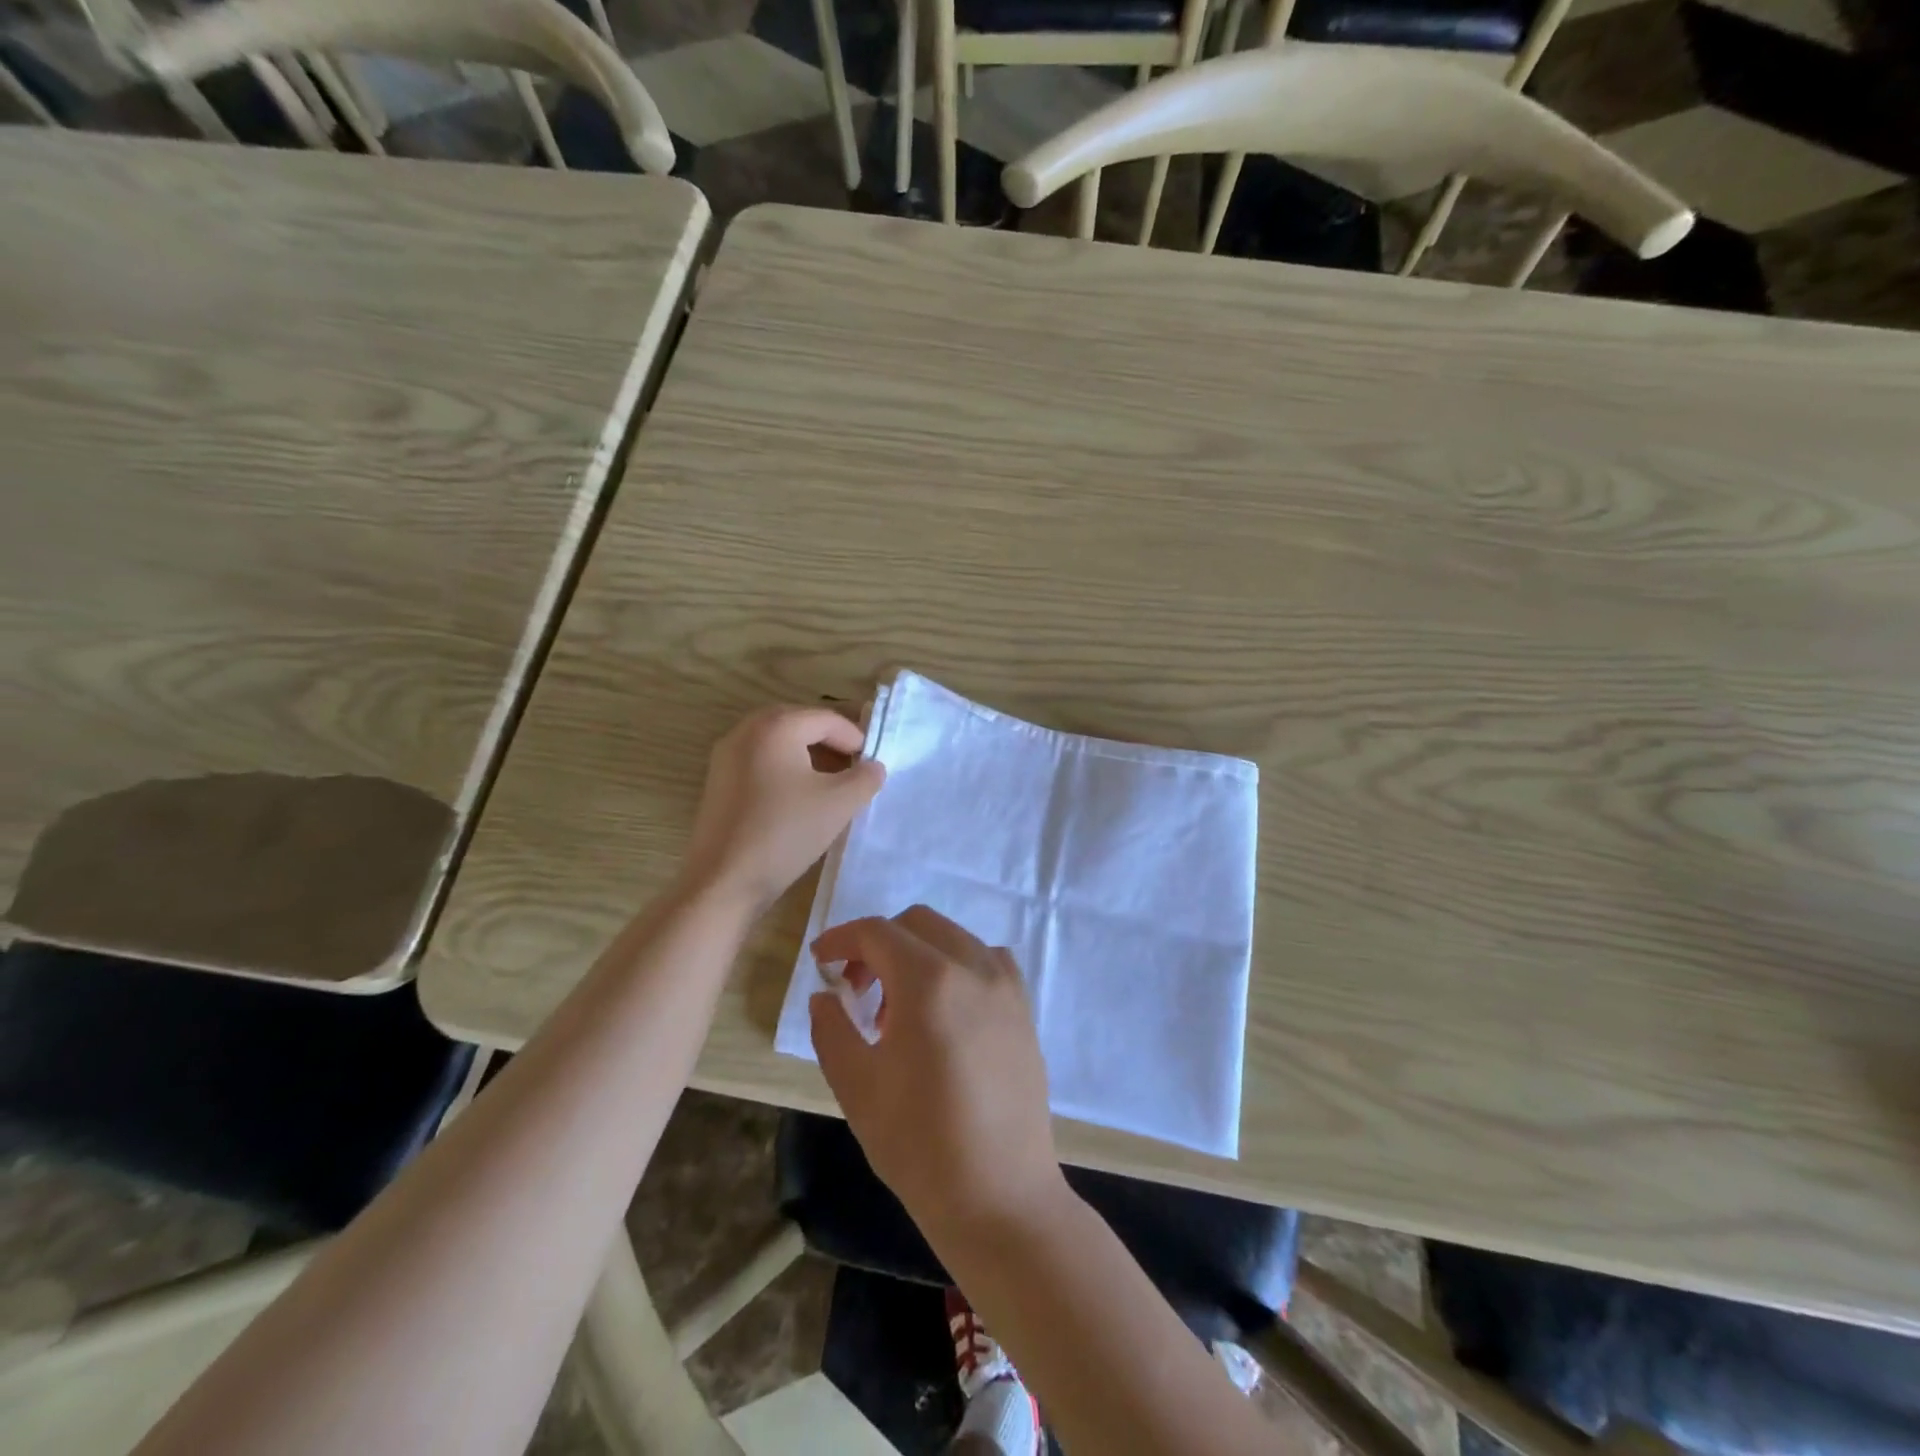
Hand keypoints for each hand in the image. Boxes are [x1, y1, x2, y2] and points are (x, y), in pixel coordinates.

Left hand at [684, 706, 884, 910]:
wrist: (724, 881)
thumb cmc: (785, 833)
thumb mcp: (839, 804)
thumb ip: (865, 778)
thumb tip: (873, 767)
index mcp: (775, 727)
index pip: (826, 719)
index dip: (855, 738)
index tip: (872, 763)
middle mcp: (746, 731)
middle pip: (799, 724)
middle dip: (830, 743)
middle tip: (854, 768)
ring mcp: (726, 756)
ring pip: (778, 743)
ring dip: (808, 757)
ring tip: (831, 784)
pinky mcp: (718, 781)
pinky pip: (760, 761)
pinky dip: (785, 769)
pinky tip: (799, 798)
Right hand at [809, 907, 1067, 1241]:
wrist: (1000, 1196)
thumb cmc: (919, 1144)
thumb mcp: (857, 1086)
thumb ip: (832, 1028)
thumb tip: (827, 995)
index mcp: (930, 980)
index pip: (877, 932)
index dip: (842, 939)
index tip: (821, 961)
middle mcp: (974, 967)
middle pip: (917, 924)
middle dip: (878, 944)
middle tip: (856, 990)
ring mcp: (1006, 985)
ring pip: (952, 937)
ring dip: (917, 954)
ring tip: (898, 1011)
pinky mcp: (1024, 1008)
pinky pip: (984, 961)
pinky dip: (955, 966)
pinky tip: (943, 1013)